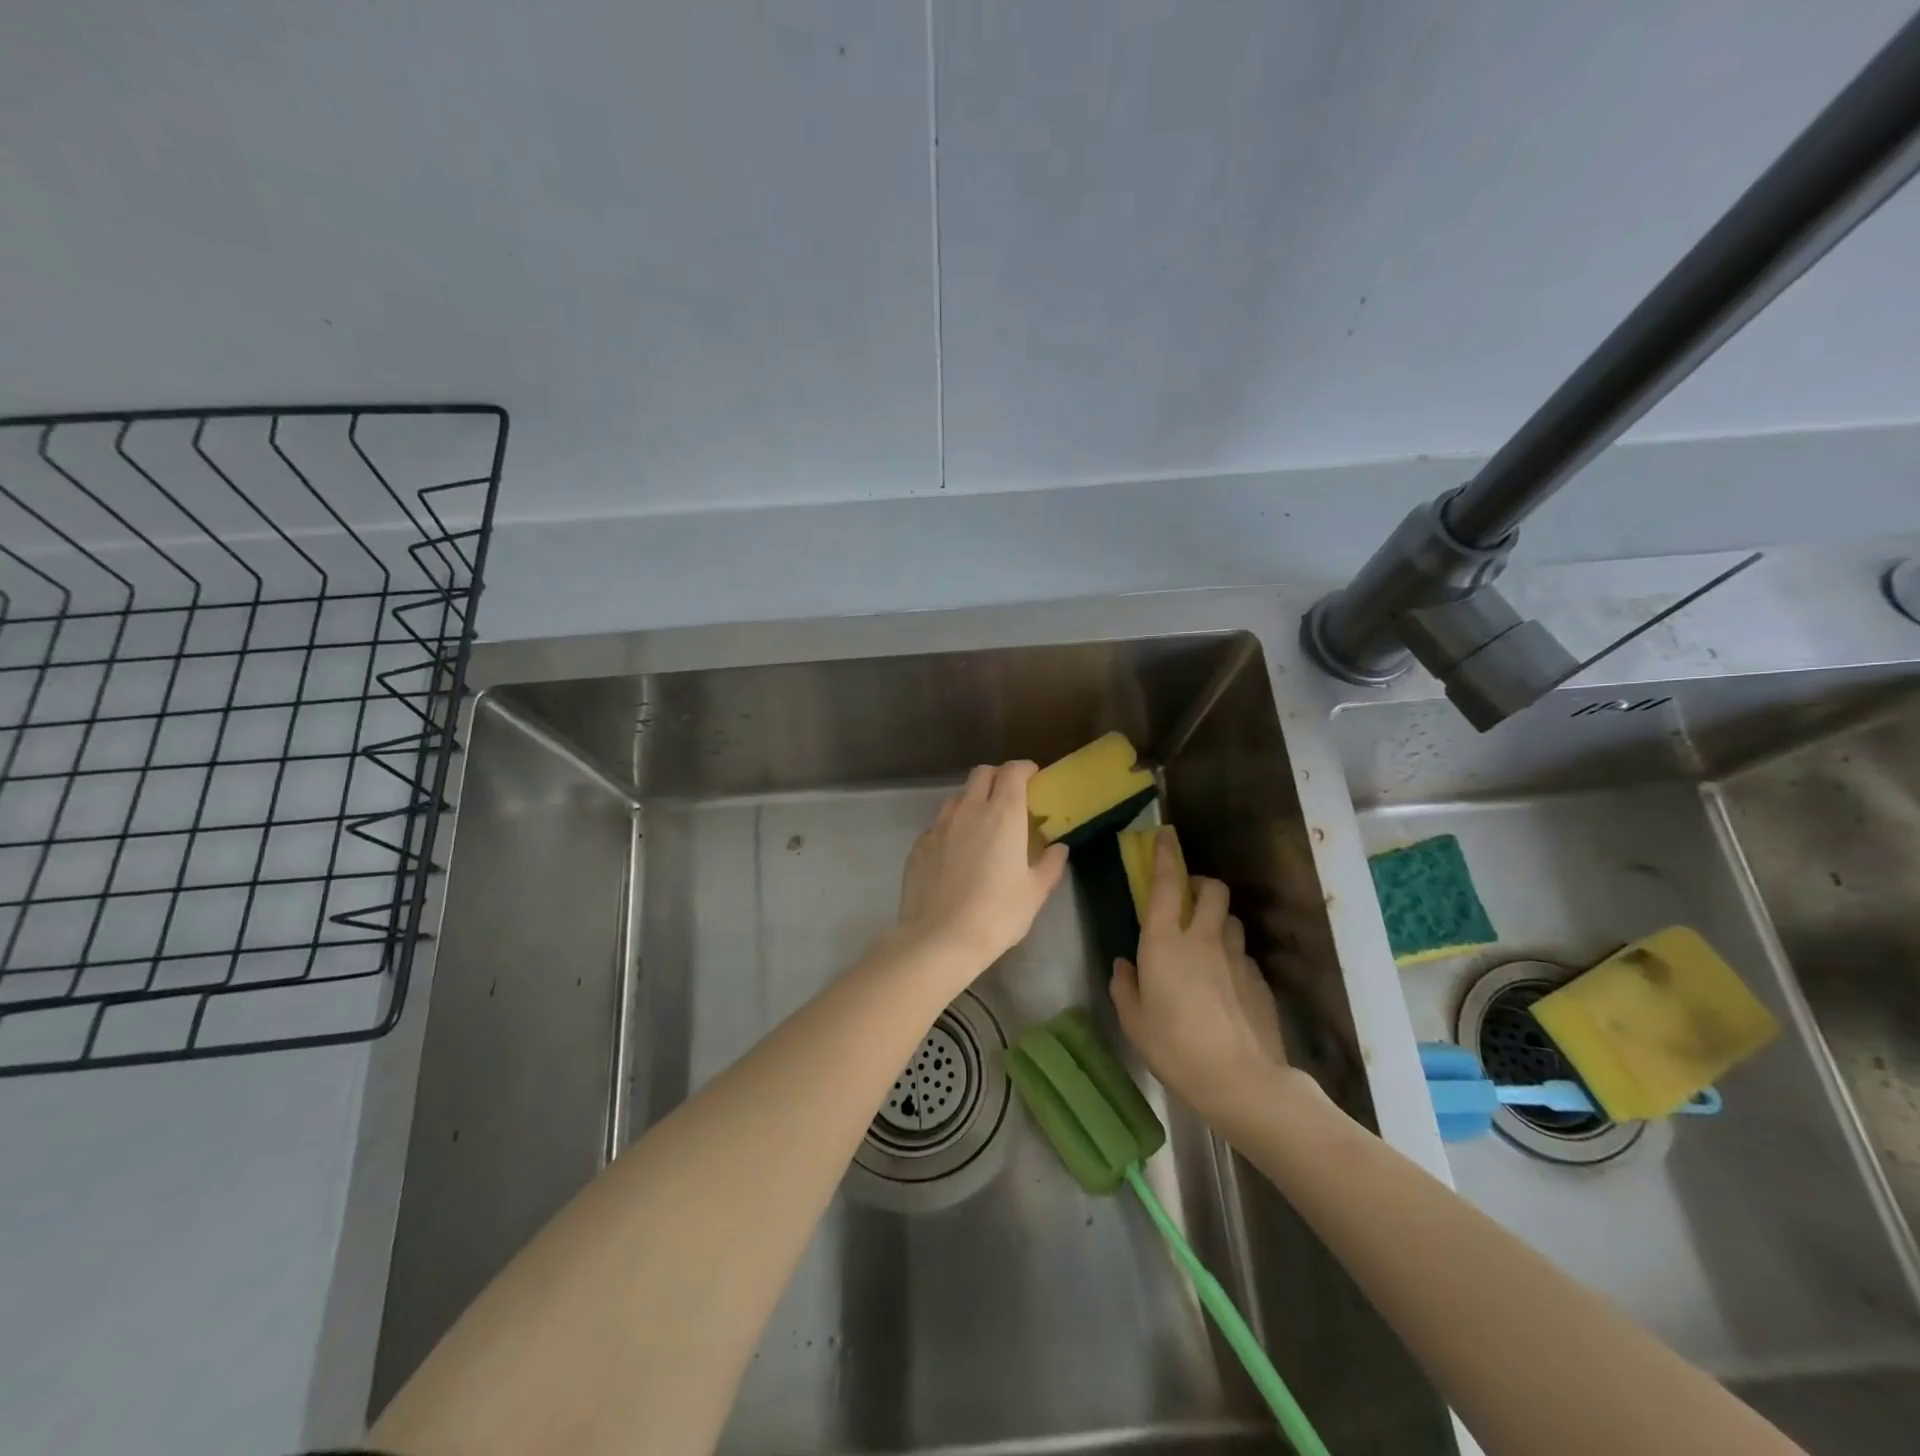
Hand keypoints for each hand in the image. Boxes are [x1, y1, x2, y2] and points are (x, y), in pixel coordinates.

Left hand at [897, 761, 1069, 972]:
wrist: (940, 939)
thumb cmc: (997, 914)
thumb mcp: (1035, 893)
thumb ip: (1049, 865)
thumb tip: (1059, 849)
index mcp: (1002, 814)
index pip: (1013, 772)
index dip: (1024, 769)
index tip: (1033, 778)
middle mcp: (969, 810)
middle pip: (982, 774)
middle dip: (998, 777)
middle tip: (1009, 797)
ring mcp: (939, 826)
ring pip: (957, 798)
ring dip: (972, 801)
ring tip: (981, 826)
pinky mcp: (919, 846)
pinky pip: (938, 826)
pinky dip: (951, 829)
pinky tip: (956, 855)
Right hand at [1111, 832, 1288, 1121]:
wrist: (1241, 1080)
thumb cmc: (1175, 1048)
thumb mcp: (1134, 1022)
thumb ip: (1125, 987)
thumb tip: (1125, 966)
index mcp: (1164, 942)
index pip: (1167, 884)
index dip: (1165, 855)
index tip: (1164, 835)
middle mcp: (1202, 938)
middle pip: (1212, 889)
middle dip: (1202, 884)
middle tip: (1189, 900)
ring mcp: (1236, 957)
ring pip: (1232, 919)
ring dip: (1219, 920)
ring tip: (1208, 943)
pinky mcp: (1259, 979)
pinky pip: (1244, 953)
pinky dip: (1232, 956)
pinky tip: (1226, 985)